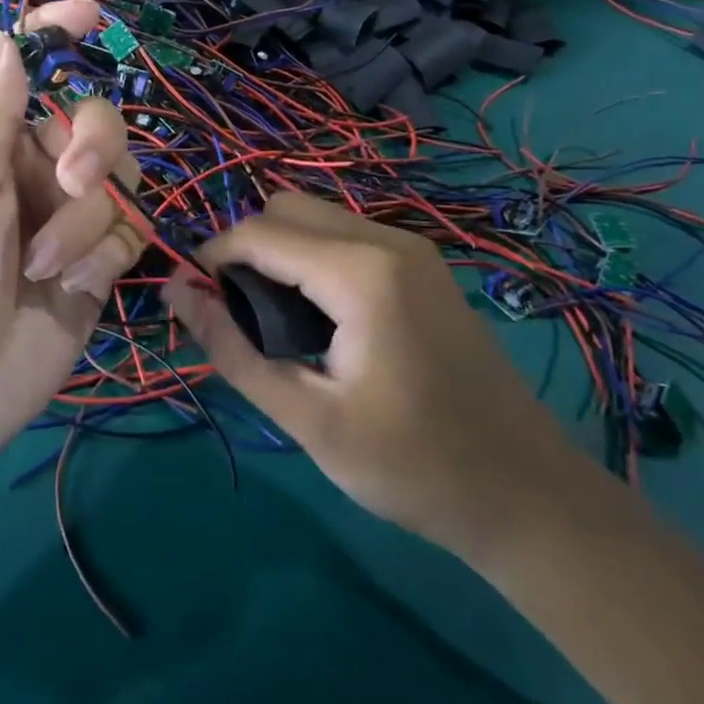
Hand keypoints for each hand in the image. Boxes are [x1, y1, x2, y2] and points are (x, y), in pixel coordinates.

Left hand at [0, 1, 141, 468]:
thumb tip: (5, 36)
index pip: (31, 70)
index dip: (60, 34)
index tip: (93, 15)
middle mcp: (36, 169)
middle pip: (98, 121)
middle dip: (92, 149)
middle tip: (69, 185)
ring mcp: (70, 216)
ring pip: (121, 180)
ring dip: (88, 224)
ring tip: (47, 268)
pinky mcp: (99, 260)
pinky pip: (131, 231)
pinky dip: (104, 258)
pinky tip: (69, 290)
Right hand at [165, 192, 584, 559]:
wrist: (528, 495)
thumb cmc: (412, 466)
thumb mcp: (308, 417)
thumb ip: (232, 348)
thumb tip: (174, 291)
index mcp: (360, 270)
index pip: (257, 233)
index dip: (211, 259)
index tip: (191, 303)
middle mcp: (386, 238)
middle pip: (285, 208)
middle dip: (246, 250)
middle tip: (238, 317)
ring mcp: (410, 246)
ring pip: (315, 216)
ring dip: (279, 252)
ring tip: (274, 322)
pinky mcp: (422, 264)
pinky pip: (345, 234)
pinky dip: (312, 258)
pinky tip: (319, 320)